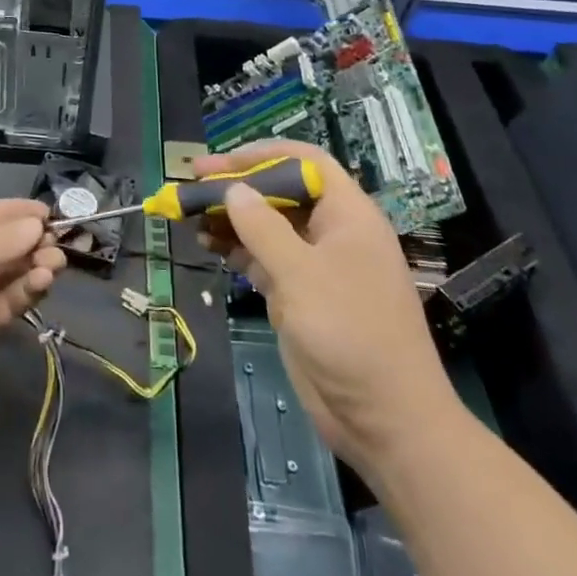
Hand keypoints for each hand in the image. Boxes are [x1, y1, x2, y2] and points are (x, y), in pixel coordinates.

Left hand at [0, 199, 64, 423]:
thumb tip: (36, 224)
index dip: (14, 211)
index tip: (48, 211)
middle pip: (0, 241)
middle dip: (29, 238)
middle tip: (59, 239)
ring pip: (9, 269)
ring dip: (34, 262)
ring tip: (55, 262)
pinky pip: (10, 298)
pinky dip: (28, 288)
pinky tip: (43, 281)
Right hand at [195, 141, 459, 471]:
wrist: (385, 420)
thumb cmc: (351, 333)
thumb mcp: (302, 274)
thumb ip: (263, 228)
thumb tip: (232, 190)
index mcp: (348, 215)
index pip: (305, 162)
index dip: (262, 155)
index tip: (220, 164)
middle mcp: (332, 233)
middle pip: (281, 192)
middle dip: (238, 187)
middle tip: (193, 185)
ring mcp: (316, 266)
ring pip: (268, 226)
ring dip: (232, 219)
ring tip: (191, 215)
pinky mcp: (301, 296)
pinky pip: (264, 259)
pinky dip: (236, 250)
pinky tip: (207, 245)